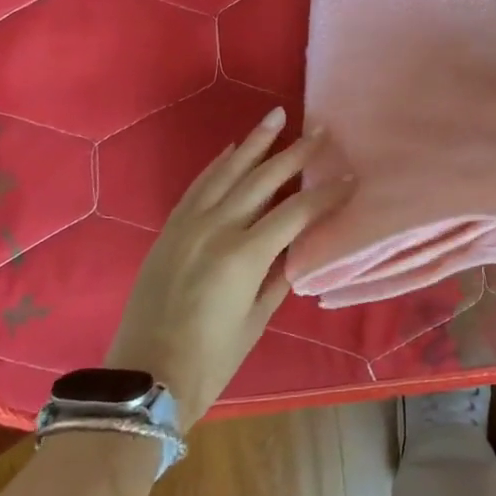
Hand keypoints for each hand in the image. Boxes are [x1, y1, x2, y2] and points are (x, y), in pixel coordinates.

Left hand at [105, 109, 350, 427]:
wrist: (144, 378)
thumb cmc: (211, 359)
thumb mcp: (256, 319)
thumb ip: (280, 275)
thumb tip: (300, 246)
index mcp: (244, 255)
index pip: (297, 211)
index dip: (327, 194)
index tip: (350, 178)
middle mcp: (216, 229)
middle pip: (263, 179)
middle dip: (295, 153)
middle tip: (320, 130)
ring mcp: (188, 225)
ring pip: (227, 172)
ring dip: (254, 143)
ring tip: (276, 117)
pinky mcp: (170, 230)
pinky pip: (198, 186)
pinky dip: (219, 164)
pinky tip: (233, 149)